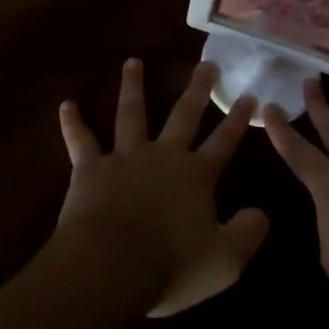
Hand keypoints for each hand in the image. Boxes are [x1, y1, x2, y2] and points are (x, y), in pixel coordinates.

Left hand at [56, 59, 269, 317]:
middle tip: (207, 62)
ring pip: (132, 114)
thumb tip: (263, 213)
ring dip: (132, 87)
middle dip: (197, 89)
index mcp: (196, 176)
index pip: (224, 141)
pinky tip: (66, 105)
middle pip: (184, 115)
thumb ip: (247, 234)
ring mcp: (126, 157)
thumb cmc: (170, 266)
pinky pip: (81, 140)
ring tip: (132, 62)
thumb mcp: (224, 261)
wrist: (110, 267)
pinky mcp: (91, 168)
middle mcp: (164, 156)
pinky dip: (73, 123)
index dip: (238, 119)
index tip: (250, 94)